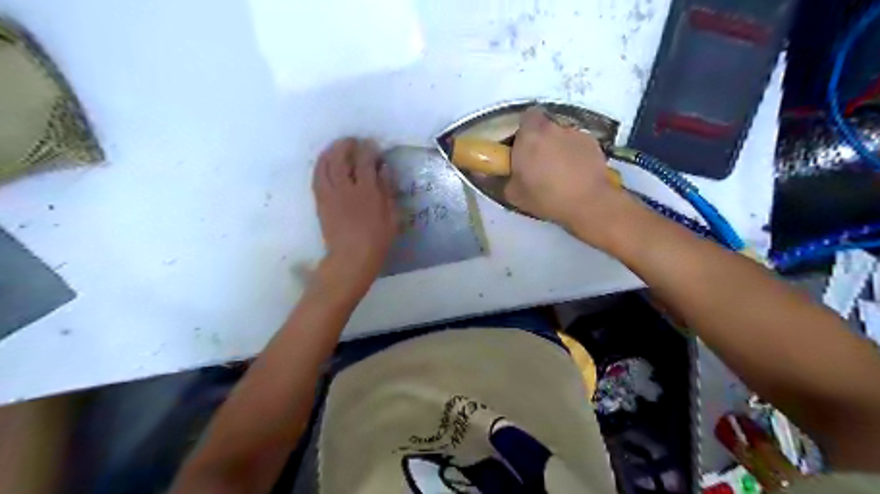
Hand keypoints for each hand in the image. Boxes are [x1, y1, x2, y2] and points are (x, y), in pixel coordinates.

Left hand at [311, 137, 397, 292]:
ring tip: (336, 147)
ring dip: (330, 152)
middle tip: (352, 141)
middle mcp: (346, 188)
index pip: (365, 161)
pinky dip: (320, 166)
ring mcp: (330, 194)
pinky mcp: (320, 202)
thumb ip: (387, 190)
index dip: (368, 149)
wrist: (351, 258)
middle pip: (341, 158)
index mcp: (367, 191)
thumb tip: (384, 169)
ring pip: (325, 165)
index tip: (371, 144)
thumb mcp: (391, 216)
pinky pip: (316, 178)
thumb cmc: (377, 239)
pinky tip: (324, 163)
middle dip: (345, 145)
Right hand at [501, 105, 640, 249]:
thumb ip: (495, 179)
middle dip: (540, 139)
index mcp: (530, 135)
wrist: (588, 203)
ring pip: (561, 134)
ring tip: (559, 170)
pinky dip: (574, 153)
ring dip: (557, 146)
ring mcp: (575, 133)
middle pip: (544, 125)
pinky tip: (575, 173)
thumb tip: (481, 172)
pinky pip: (576, 144)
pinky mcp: (592, 142)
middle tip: (537, 161)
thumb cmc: (545, 197)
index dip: (523, 131)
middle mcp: (552, 127)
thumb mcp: (513, 193)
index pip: (525, 117)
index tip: (521, 147)